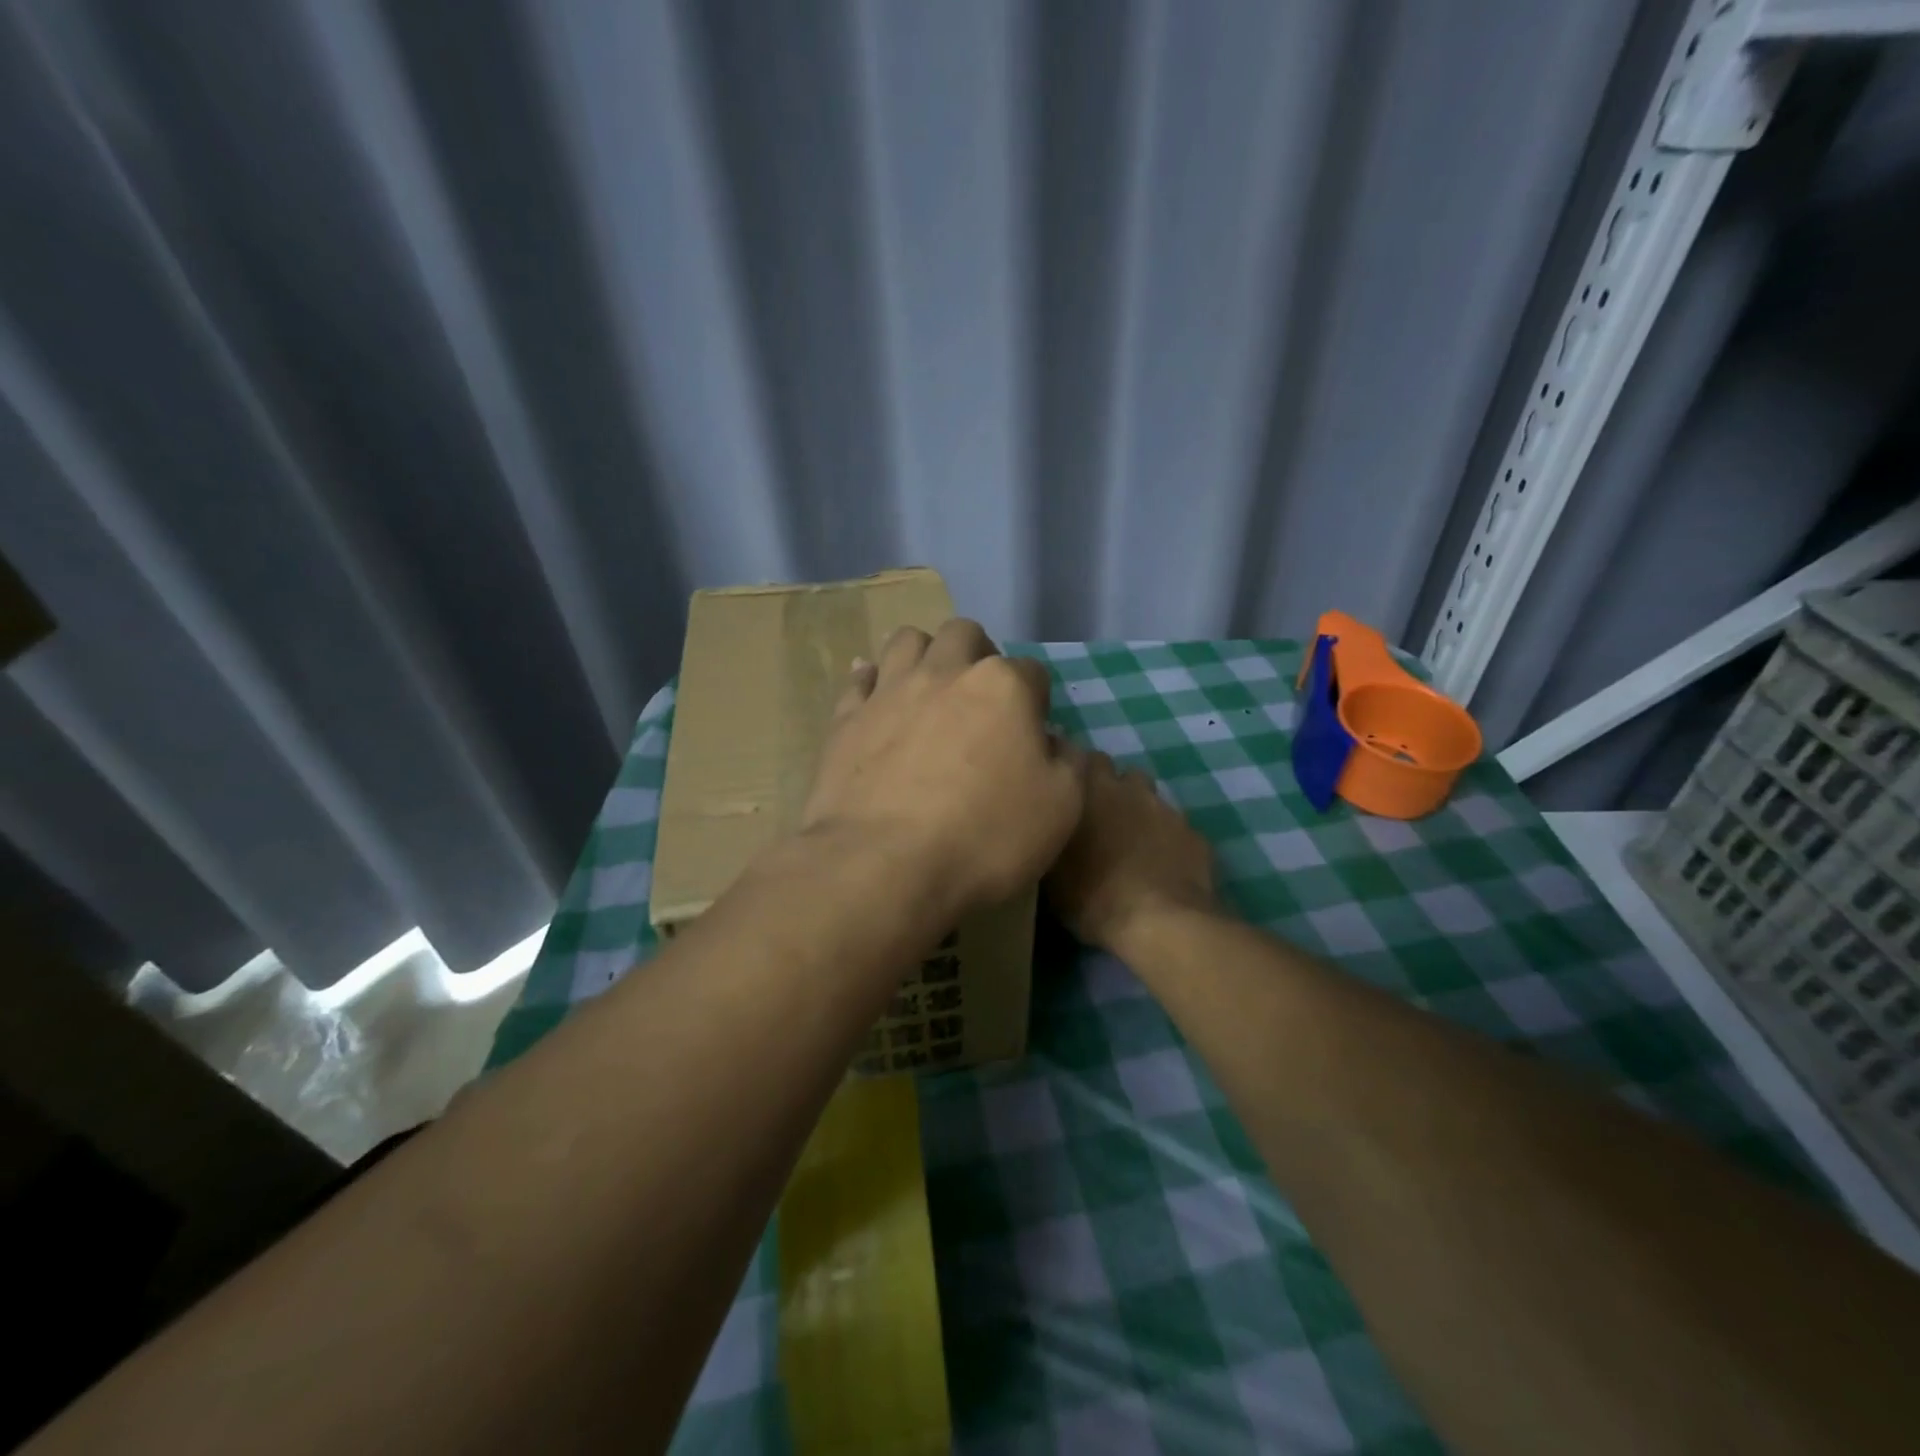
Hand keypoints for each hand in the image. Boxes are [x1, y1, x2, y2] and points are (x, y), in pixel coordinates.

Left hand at [800, 620, 1084, 918]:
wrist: (885, 865)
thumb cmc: (984, 837)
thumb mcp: (1061, 809)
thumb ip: (1070, 763)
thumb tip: (1058, 742)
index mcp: (1002, 686)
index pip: (1032, 671)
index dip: (1037, 699)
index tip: (1033, 731)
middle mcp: (944, 673)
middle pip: (964, 635)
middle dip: (978, 654)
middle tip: (980, 697)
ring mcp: (889, 692)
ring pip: (907, 641)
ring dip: (924, 654)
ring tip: (929, 689)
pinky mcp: (846, 719)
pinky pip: (858, 678)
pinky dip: (871, 680)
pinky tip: (876, 696)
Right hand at [1045, 751, 1217, 955]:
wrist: (1161, 924)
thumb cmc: (1093, 896)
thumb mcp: (1051, 873)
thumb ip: (1052, 837)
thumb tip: (1049, 826)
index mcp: (1090, 790)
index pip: (1080, 757)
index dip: (1075, 774)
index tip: (1067, 793)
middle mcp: (1129, 789)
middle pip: (1119, 774)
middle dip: (1110, 790)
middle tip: (1099, 821)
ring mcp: (1167, 809)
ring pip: (1149, 798)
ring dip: (1138, 812)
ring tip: (1130, 844)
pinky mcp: (1194, 834)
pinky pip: (1174, 828)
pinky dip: (1165, 840)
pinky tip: (1159, 865)